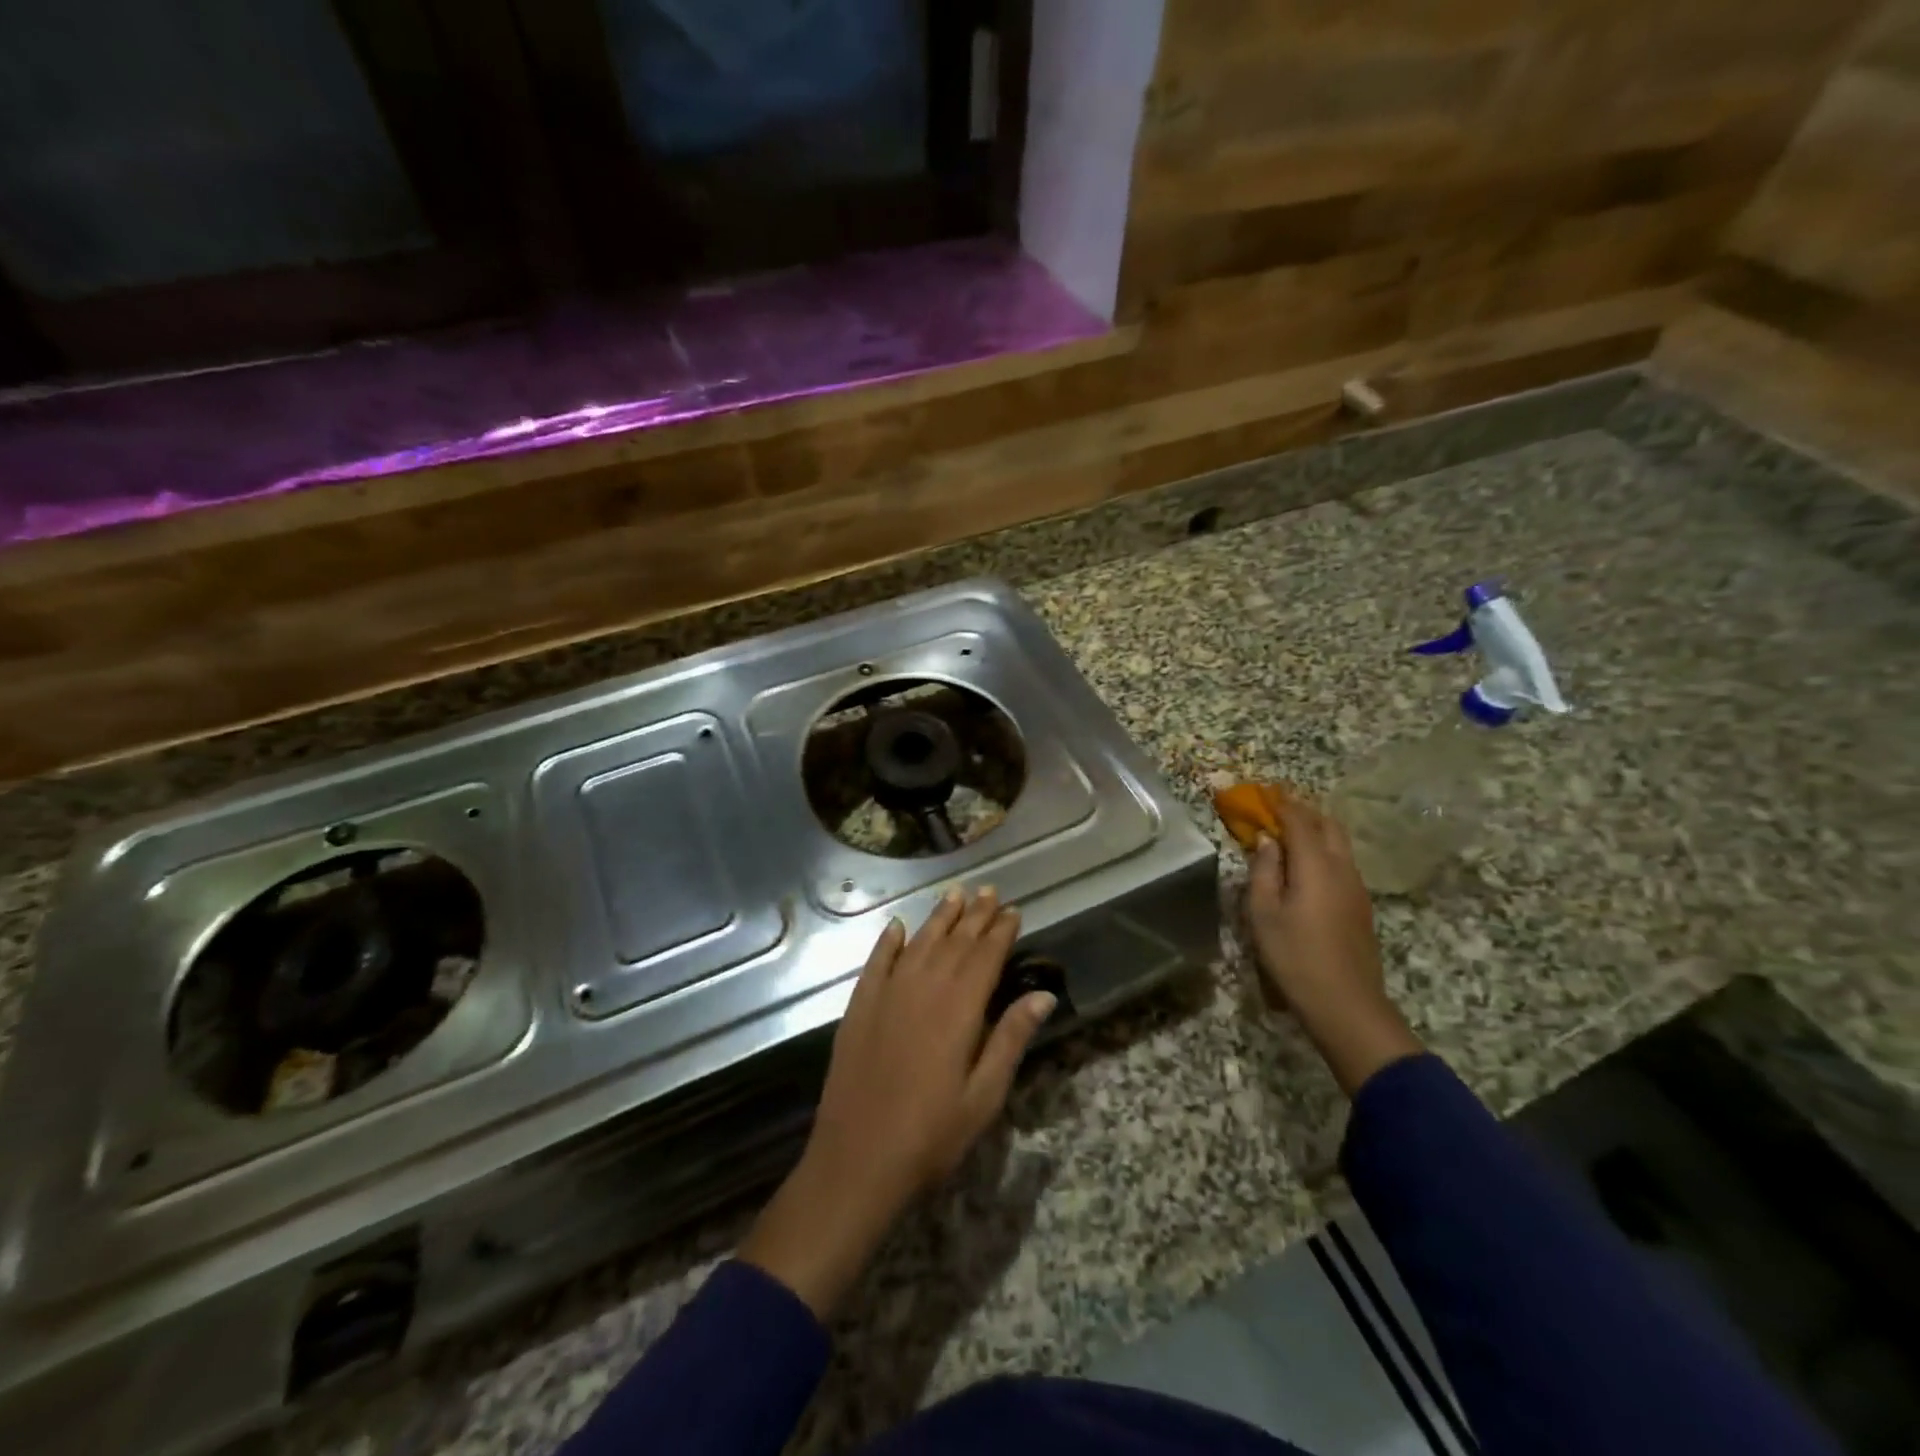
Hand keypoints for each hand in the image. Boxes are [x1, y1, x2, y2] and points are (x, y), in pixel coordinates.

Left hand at [739, 887, 1053, 1317]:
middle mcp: (923, 989)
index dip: (1000, 931)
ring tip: (954, 894)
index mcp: (958, 1009)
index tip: (1013, 910)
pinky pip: (876, 962)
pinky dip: (888, 941)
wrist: (857, 1160)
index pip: (985, 957)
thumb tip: (1042, 995)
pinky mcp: (859, 1007)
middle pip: (954, 942)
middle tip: (989, 890)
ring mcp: (886, 995)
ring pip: (918, 943)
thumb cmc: (931, 1136)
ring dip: (938, 918)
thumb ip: (1010, 1039)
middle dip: (974, 915)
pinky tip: (897, 927)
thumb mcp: (984, 1096)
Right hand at [1246, 796, 1421, 1095]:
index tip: (1262, 791)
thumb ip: (1264, 870)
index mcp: (1316, 864)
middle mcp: (1343, 867)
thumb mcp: (1263, 913)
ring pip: (1339, 843)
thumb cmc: (1294, 956)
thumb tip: (1267, 841)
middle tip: (1276, 809)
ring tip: (1287, 834)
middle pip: (1327, 824)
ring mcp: (1357, 886)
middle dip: (1302, 811)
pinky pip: (1342, 862)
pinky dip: (1322, 850)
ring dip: (1314, 830)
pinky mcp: (1361, 904)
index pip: (1299, 819)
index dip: (1280, 802)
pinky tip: (1305, 866)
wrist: (1346, 1004)